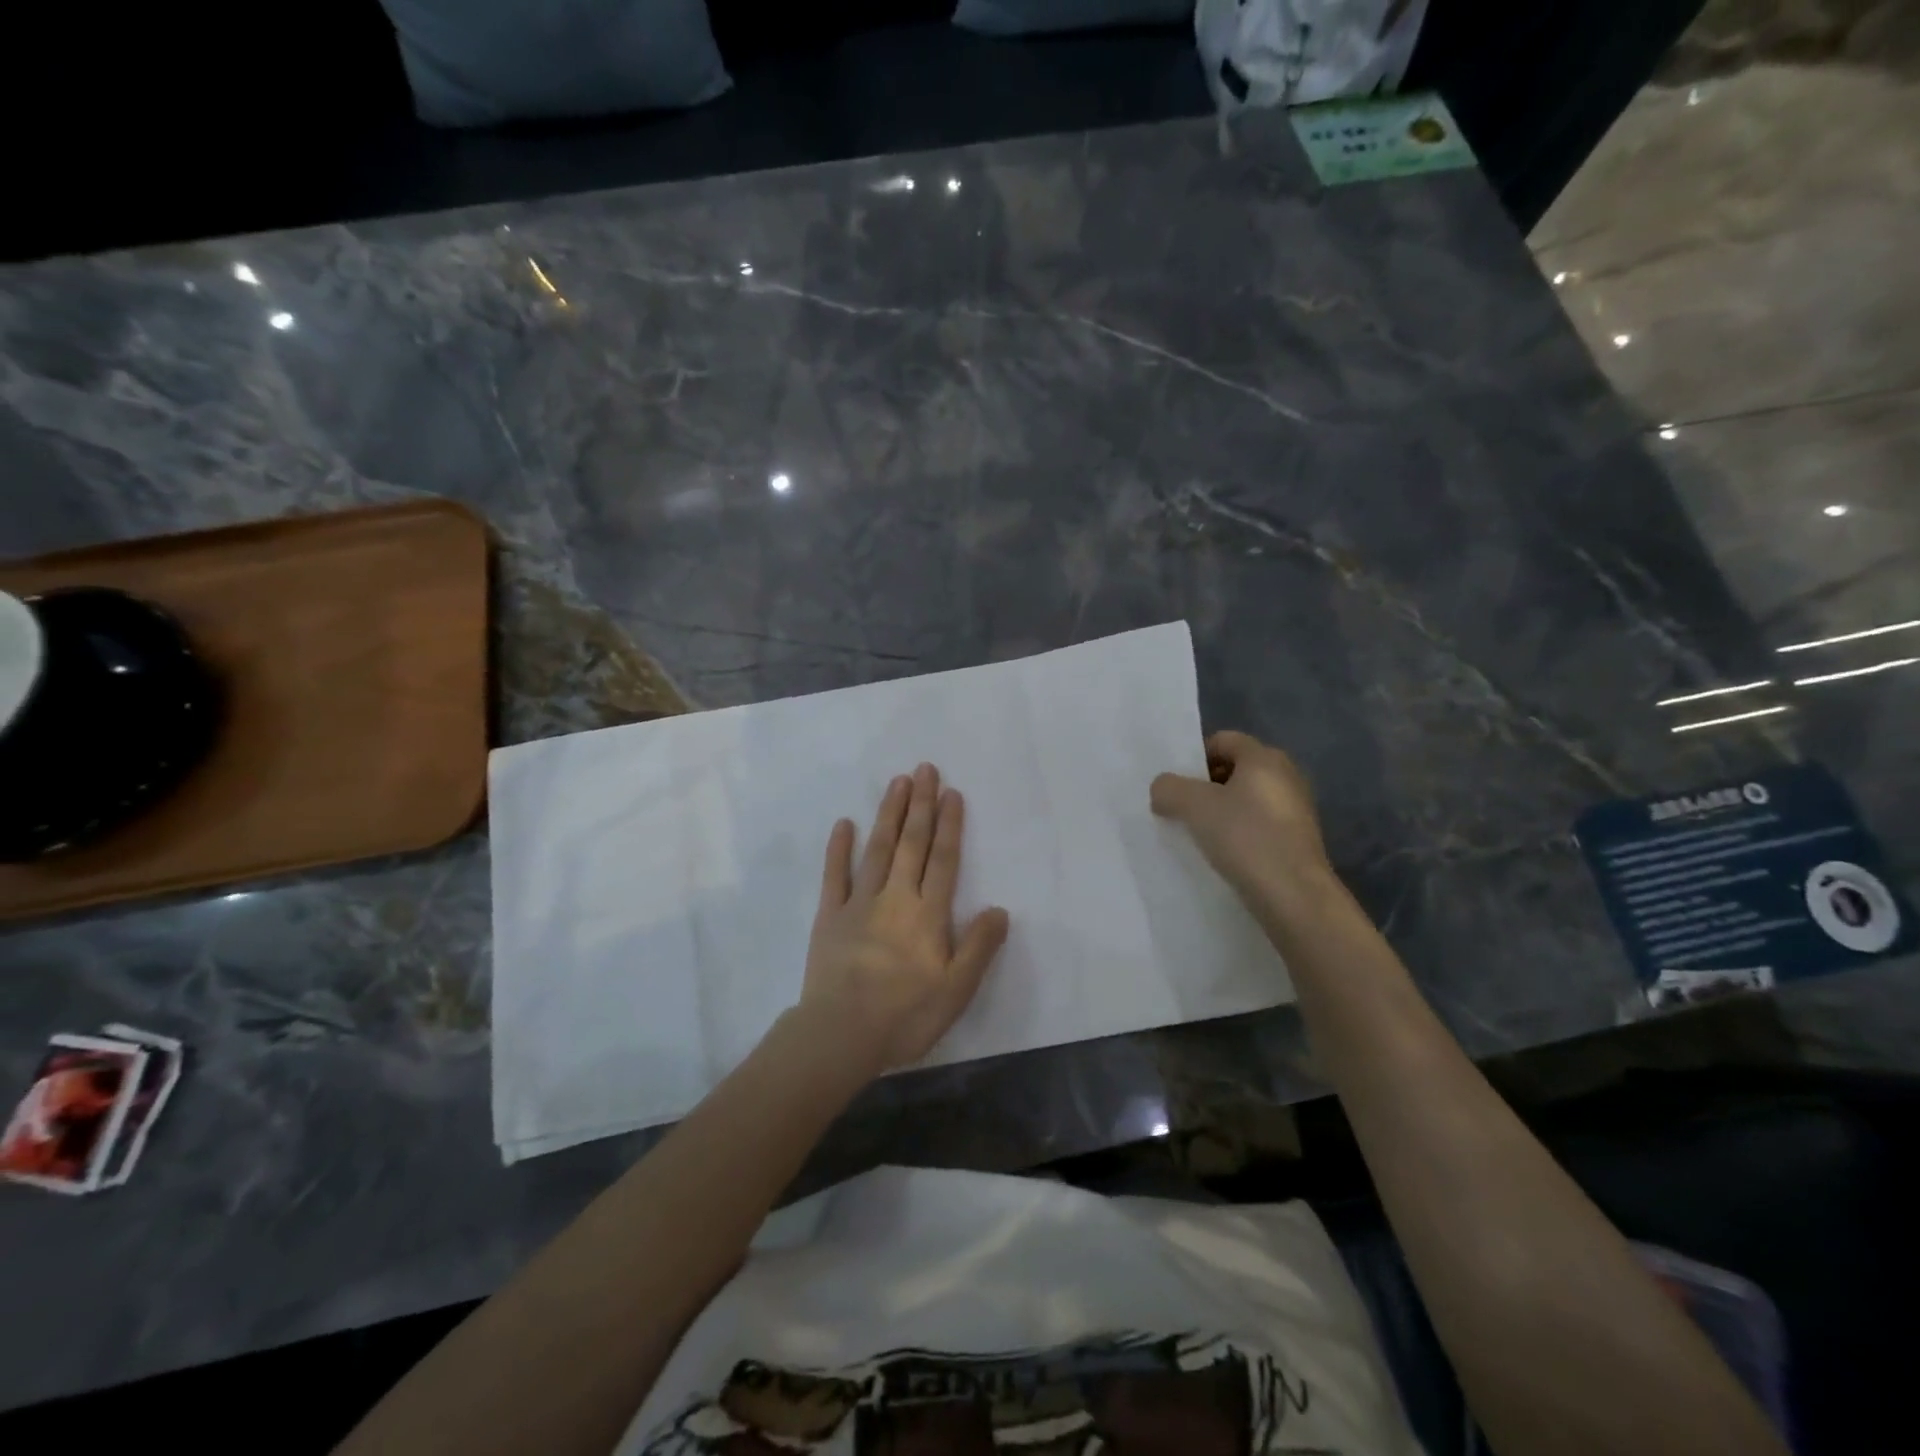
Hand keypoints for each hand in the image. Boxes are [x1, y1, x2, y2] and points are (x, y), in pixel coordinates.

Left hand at [799, 763, 1010, 1076]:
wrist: (840, 1034)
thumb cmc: (905, 1015)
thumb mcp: (957, 990)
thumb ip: (979, 947)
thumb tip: (1000, 909)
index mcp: (928, 914)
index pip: (943, 860)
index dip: (950, 825)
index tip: (951, 792)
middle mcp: (895, 898)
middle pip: (911, 843)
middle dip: (920, 805)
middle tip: (924, 768)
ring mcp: (858, 903)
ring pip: (877, 849)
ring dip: (889, 814)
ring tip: (897, 782)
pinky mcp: (829, 916)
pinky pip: (835, 875)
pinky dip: (839, 849)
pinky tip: (844, 824)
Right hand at [1150, 731, 1333, 903]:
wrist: (1294, 895)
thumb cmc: (1245, 837)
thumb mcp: (1193, 806)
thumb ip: (1169, 788)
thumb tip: (1162, 789)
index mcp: (1264, 757)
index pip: (1222, 740)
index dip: (1195, 758)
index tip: (1176, 785)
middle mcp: (1286, 775)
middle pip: (1235, 769)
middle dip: (1206, 786)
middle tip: (1182, 809)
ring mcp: (1296, 809)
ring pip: (1246, 799)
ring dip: (1221, 812)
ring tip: (1199, 835)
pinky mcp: (1298, 840)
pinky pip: (1259, 825)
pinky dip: (1239, 833)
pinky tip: (1224, 854)